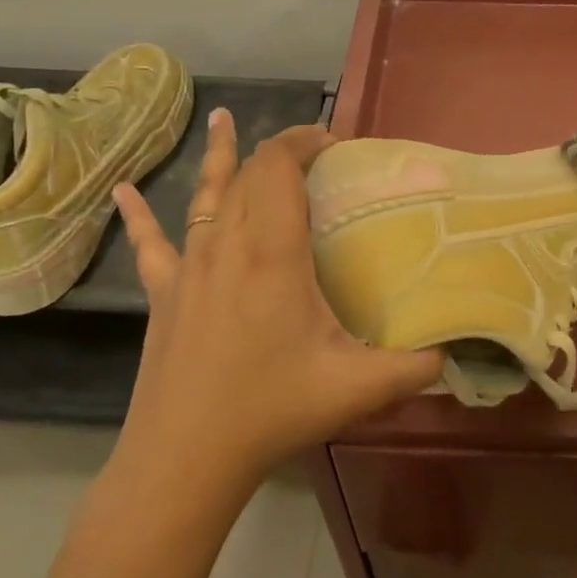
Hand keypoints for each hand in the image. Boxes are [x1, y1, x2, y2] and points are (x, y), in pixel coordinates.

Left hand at [104, 109, 443, 509]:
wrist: (185, 457)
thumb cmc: (272, 410)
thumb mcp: (359, 388)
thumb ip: (416, 367)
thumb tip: (455, 355)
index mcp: (272, 253)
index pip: (278, 169)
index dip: (302, 142)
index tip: (332, 142)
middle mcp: (226, 246)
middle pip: (246, 175)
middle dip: (277, 150)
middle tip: (309, 150)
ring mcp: (188, 268)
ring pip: (203, 196)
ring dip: (218, 157)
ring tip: (222, 119)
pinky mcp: (164, 295)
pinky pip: (150, 242)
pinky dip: (140, 214)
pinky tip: (121, 191)